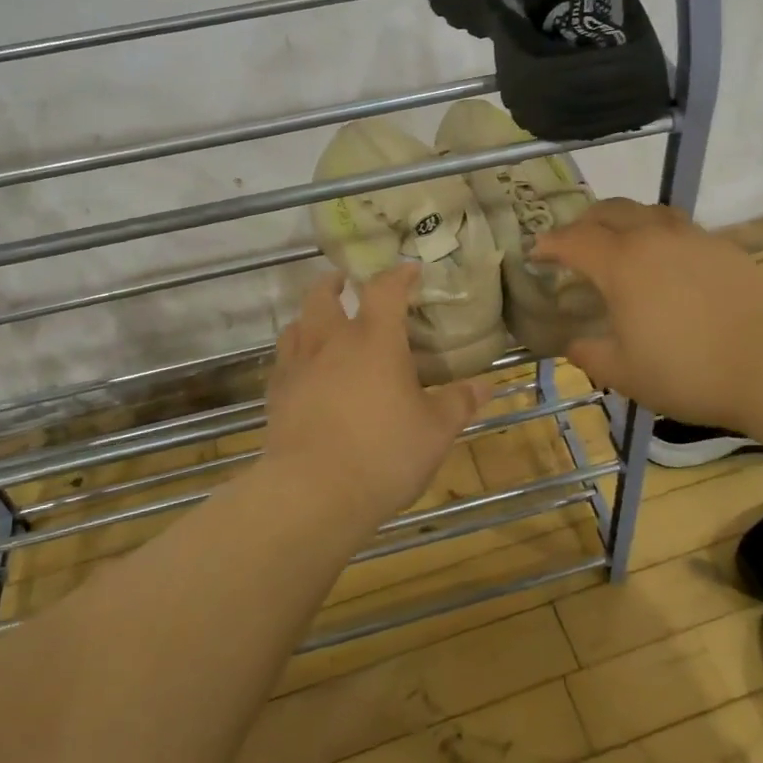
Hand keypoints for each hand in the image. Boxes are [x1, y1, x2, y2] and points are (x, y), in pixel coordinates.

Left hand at [265, 266, 489, 526]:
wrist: (313, 492)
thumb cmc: (384, 453)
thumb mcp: (436, 430)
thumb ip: (459, 402)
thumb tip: (486, 385)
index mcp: (375, 339)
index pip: (385, 289)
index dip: (398, 275)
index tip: (409, 271)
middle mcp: (332, 342)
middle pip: (323, 295)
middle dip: (335, 283)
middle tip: (345, 282)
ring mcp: (299, 366)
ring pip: (297, 324)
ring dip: (310, 316)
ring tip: (321, 322)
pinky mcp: (276, 395)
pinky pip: (283, 360)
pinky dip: (294, 353)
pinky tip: (304, 370)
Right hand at [533, 199, 762, 432]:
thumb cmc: (688, 371)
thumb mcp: (624, 373)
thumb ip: (588, 354)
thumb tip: (573, 342)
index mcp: (620, 263)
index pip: (572, 240)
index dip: (549, 245)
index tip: (535, 254)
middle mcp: (652, 237)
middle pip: (608, 211)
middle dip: (582, 223)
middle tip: (572, 245)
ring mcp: (690, 236)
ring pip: (645, 210)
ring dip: (621, 221)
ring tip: (616, 244)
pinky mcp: (721, 245)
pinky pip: (676, 226)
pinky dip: (655, 233)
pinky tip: (663, 260)